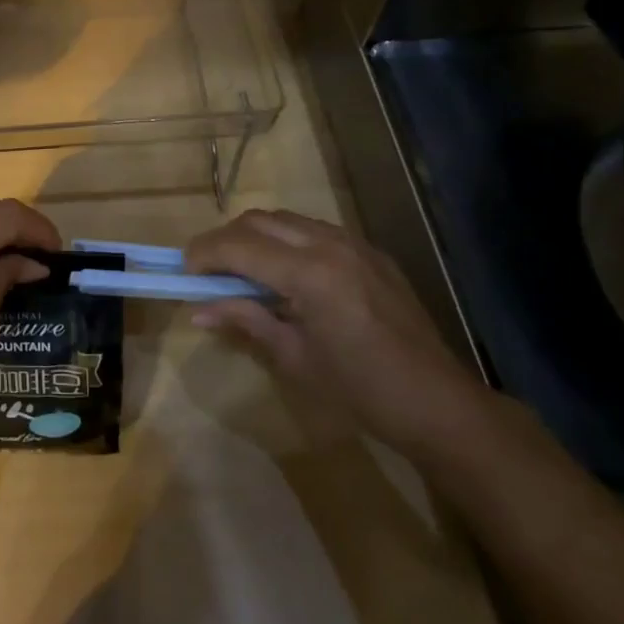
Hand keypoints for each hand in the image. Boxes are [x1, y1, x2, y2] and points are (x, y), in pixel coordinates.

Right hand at [186, 210, 494, 457]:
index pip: (239, 246)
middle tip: (208, 271)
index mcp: (310, 274)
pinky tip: (285, 273)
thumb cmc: (362, 390)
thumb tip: (197, 310)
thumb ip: (246, 321)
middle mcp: (329, 245)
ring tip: (242, 271)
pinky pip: (313, 230)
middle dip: (224, 240)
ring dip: (254, 236)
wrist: (439, 403)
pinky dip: (286, 240)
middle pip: (258, 221)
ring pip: (285, 220)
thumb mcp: (295, 358)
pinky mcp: (369, 251)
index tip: (183, 271)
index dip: (204, 254)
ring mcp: (353, 243)